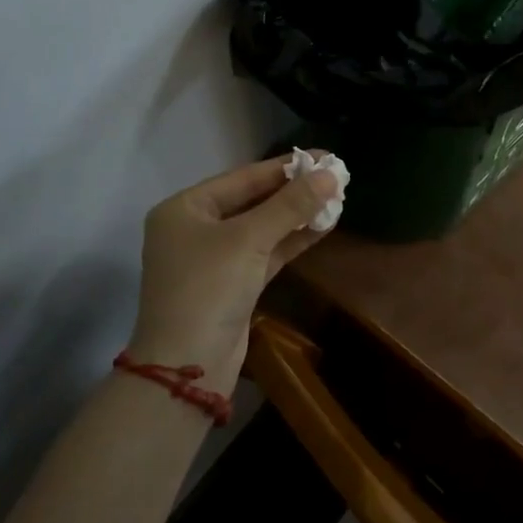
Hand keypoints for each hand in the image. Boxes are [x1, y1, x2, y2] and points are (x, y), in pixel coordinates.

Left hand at [129, 154, 340, 381]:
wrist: (187, 367)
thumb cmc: (208, 288)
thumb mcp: (249, 240)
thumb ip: (290, 205)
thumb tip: (330, 175)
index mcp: (185, 208)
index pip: (243, 177)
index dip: (286, 166)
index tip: (325, 155)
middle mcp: (196, 228)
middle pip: (253, 200)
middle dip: (294, 190)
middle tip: (335, 176)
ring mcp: (214, 258)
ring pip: (262, 227)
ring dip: (297, 215)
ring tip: (337, 197)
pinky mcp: (233, 284)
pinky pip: (266, 252)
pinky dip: (292, 239)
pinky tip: (323, 226)